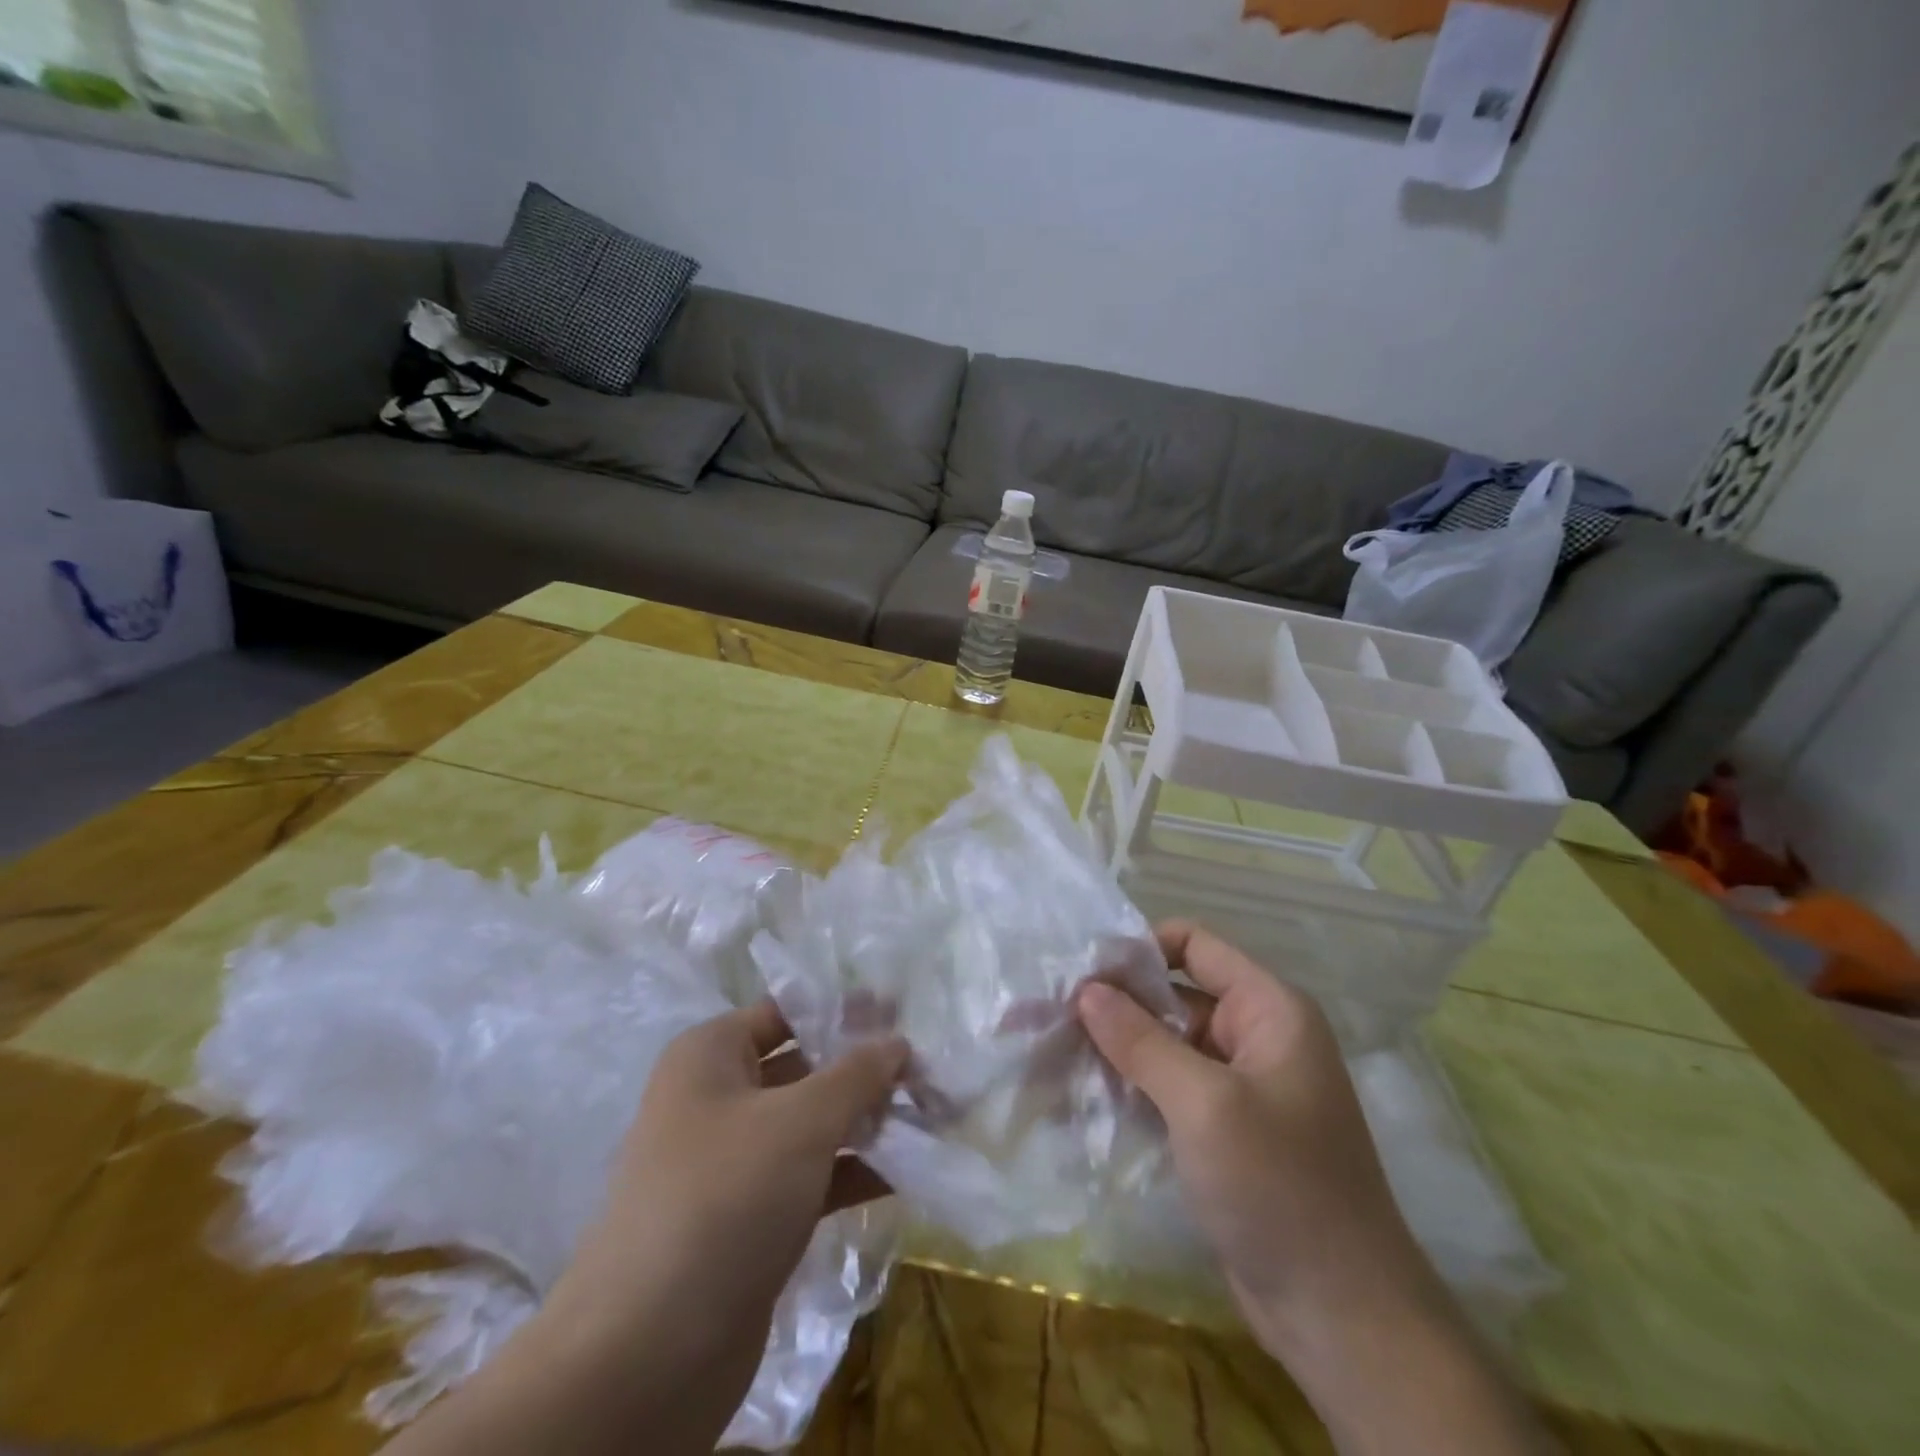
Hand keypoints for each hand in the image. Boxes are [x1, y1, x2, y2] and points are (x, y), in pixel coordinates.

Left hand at [388, 1001, 906, 1455]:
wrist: (648, 1353)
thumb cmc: (724, 1196)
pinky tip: (906, 1172)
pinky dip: (854, 1170)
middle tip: (928, 1069)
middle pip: (804, 1066)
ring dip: (867, 1121)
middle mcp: (718, 1097)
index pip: (787, 1012)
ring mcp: (734, 1161)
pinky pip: (811, 1175)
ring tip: (932, 1117)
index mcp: (711, 1054)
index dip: (844, 1009)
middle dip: (865, 1069)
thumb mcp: (800, 1120)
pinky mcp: (751, 1217)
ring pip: (812, 1124)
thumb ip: (856, 1075)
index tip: (902, 1013)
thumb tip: (897, 1042)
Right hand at [1077, 921, 1424, 1345]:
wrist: (1342, 1319)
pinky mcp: (1222, 1130)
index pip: (1195, 945)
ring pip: (1165, 1044)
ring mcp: (1239, 1087)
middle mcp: (1256, 1036)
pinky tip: (1081, 1093)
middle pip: (1174, 995)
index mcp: (1269, 1010)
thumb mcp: (1205, 1104)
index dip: (1138, 949)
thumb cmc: (1279, 1188)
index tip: (1081, 971)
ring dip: (1115, 1047)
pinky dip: (1130, 1086)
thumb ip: (1142, 1040)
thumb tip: (1087, 989)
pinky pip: (1168, 1088)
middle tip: (1049, 1013)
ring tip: (1052, 1050)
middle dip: (1115, 1002)